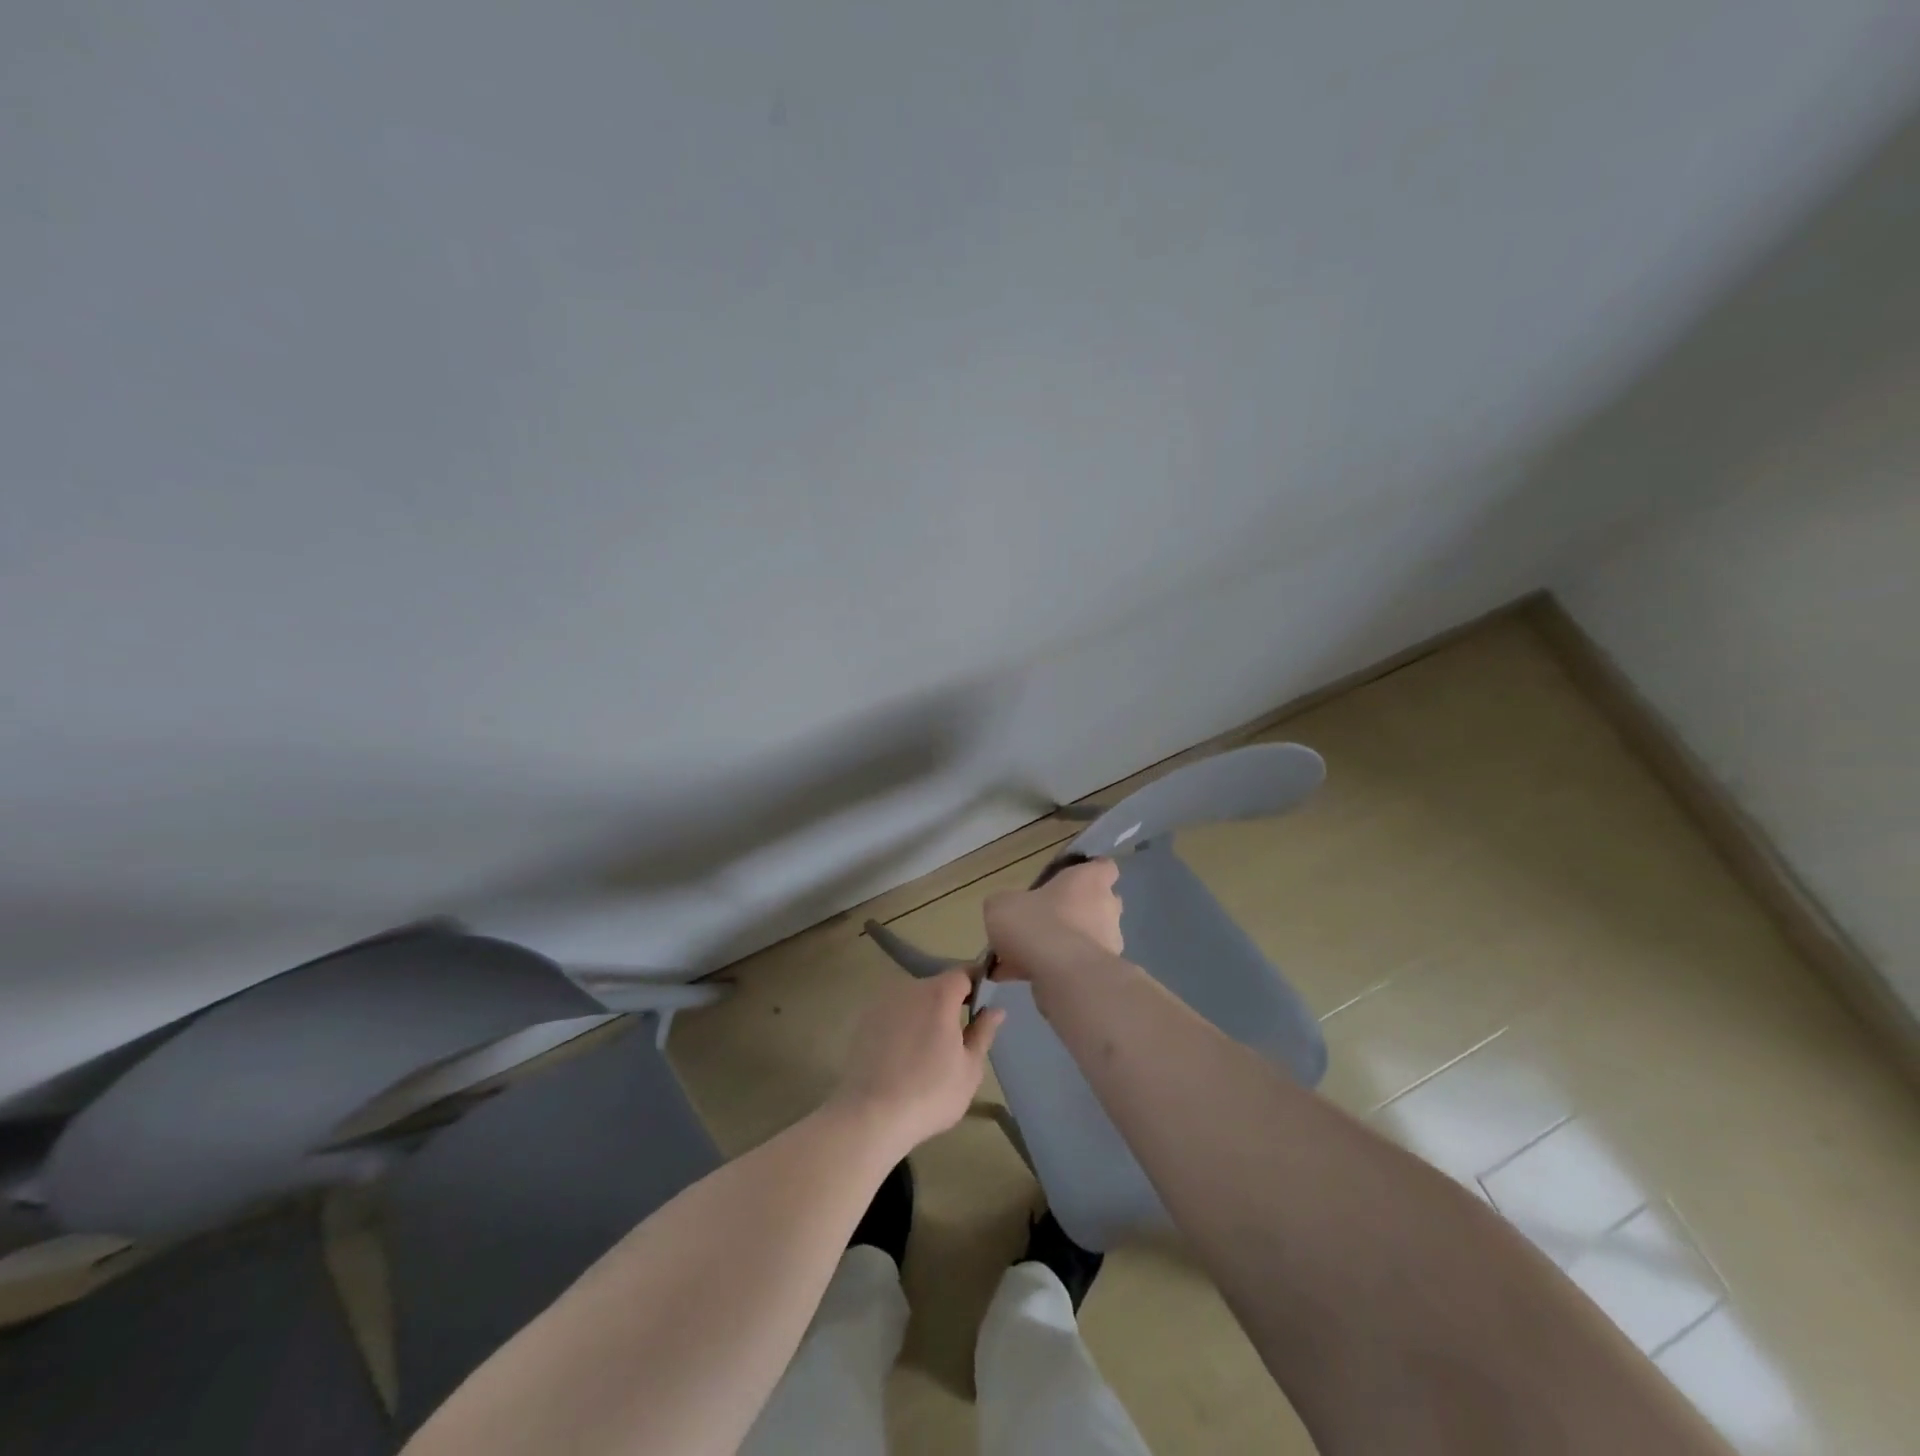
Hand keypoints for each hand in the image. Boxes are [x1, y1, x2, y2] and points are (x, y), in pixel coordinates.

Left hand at [832, 970, 1003, 1155]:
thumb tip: (996, 1009)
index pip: (964, 973)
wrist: (870, 1116)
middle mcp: (909, 988)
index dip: (976, 984)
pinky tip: (904, 1054)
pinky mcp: (864, 1019)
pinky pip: (894, 1013)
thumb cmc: (930, 1093)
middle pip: (937, 985)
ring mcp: (883, 1002)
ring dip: (925, 1014)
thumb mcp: (969, 1068)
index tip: (983, 1005)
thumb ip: (983, 1032)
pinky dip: (903, 1024)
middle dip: (951, 1003)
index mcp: (939, 994)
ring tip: (929, 1049)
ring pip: (914, 999)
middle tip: (958, 1036)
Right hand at [982, 857, 1123, 984]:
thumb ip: (1007, 903)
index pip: (1104, 867)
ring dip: (1059, 946)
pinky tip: (1016, 978)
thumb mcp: (1002, 905)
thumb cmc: (1037, 924)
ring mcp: (1108, 943)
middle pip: (1097, 905)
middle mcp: (1106, 908)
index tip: (1068, 880)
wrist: (1062, 976)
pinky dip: (1050, 971)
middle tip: (1041, 922)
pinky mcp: (1099, 973)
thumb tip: (1008, 909)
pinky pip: (1072, 967)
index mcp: (1089, 881)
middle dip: (1073, 913)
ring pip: (1083, 939)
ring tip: (1020, 958)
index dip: (1088, 872)